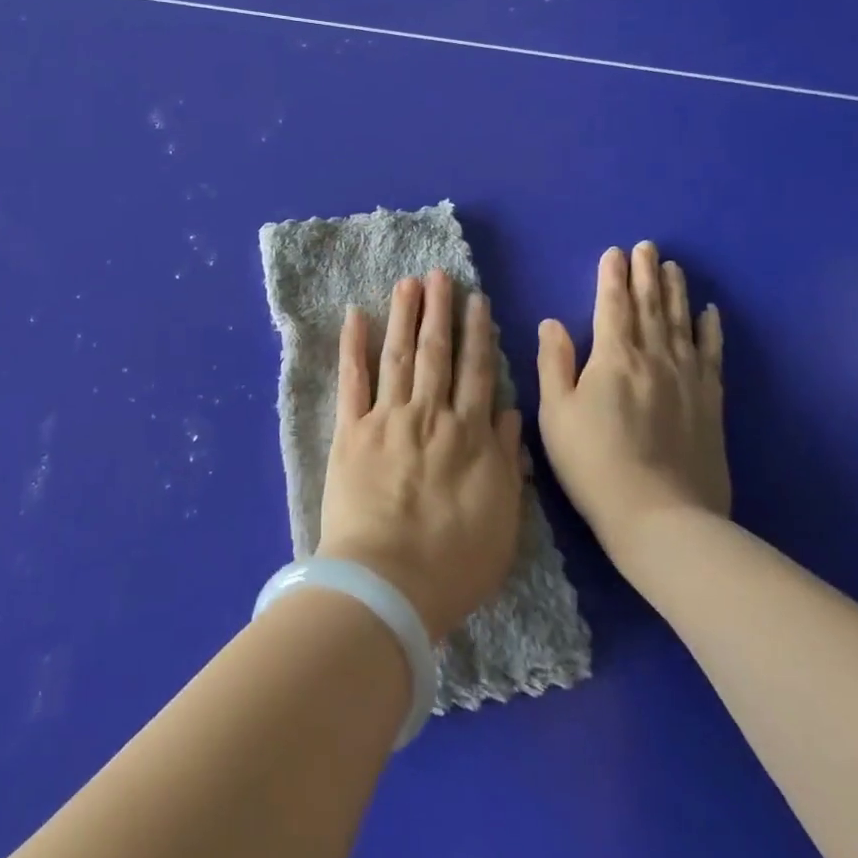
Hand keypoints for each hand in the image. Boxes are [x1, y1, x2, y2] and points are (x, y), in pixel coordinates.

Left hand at [317, 271, 524, 642]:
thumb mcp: (503, 518)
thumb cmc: (453, 563)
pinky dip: (352, 346)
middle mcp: (430, 416)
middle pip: (437, 353)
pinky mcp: (350, 431)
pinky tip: (354, 316)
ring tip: (407, 283)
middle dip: (439, 311)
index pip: (477, 372)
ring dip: (403, 316)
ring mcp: (387, 419)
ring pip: (398, 356)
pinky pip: (352, 380)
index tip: (477, 301)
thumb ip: (505, 459)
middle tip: (439, 275)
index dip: (477, 334)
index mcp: (469, 436)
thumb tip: (507, 411)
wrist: (389, 582)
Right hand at [536, 242, 726, 574]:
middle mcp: (653, 358)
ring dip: (675, 292)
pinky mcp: (710, 402)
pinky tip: (710, 312)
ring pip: (680, 322)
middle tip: (647, 247)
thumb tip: (552, 322)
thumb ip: (554, 363)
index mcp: (612, 359)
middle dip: (645, 274)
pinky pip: (711, 354)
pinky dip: (710, 330)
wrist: (661, 517)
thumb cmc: (594, 464)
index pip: (612, 306)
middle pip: (649, 307)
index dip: (611, 277)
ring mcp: (687, 378)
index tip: (614, 252)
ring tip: (673, 267)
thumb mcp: (555, 415)